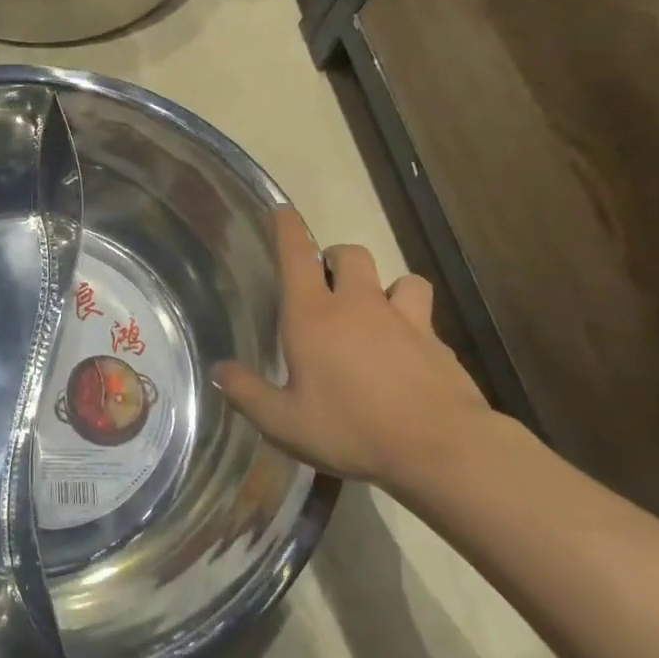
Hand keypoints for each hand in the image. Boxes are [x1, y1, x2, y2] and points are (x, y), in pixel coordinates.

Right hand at [213, 209, 492, 489]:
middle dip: (334, 259)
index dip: (288, 228)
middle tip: (324, 284)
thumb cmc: (350, 429)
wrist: (440, 448)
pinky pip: (424, 317)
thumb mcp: (283, 422)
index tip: (282, 209)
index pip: (297, 255)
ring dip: (383, 286)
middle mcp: (358, 305)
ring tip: (374, 312)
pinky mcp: (437, 342)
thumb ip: (246, 393)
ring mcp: (404, 320)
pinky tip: (406, 352)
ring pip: (399, 278)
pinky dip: (412, 323)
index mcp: (313, 316)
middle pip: (350, 254)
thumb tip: (219, 370)